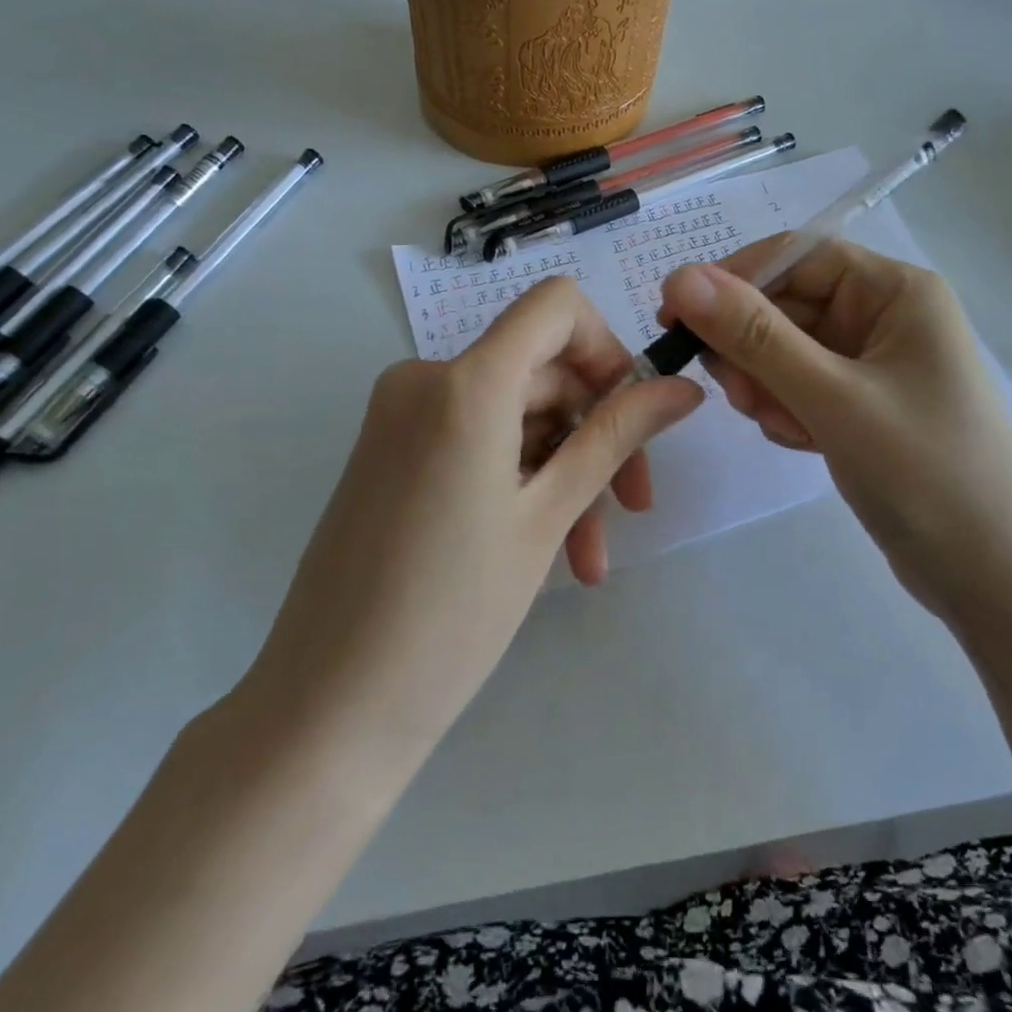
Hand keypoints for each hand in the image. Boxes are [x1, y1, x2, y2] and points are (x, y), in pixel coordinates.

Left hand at [238, 277, 701, 757]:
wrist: (328, 706)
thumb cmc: (452, 614)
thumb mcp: (548, 516)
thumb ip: (615, 437)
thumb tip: (683, 388)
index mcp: (465, 382)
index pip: (556, 305)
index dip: (606, 348)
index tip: (634, 414)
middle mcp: (424, 378)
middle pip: (540, 371)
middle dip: (594, 434)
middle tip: (629, 511)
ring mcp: (400, 415)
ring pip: (514, 415)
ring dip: (561, 472)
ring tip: (587, 557)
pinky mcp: (390, 450)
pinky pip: (475, 439)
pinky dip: (518, 478)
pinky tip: (546, 548)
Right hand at [658, 238, 1011, 618]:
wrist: (990, 578)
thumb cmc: (924, 473)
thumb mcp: (831, 398)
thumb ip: (754, 335)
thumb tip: (681, 277)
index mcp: (896, 291)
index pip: (796, 256)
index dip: (732, 280)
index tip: (675, 316)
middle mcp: (885, 315)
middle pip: (785, 305)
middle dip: (751, 349)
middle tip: (736, 396)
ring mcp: (873, 362)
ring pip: (784, 349)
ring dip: (766, 385)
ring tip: (784, 429)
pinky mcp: (861, 404)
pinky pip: (799, 386)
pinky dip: (785, 409)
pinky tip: (802, 442)